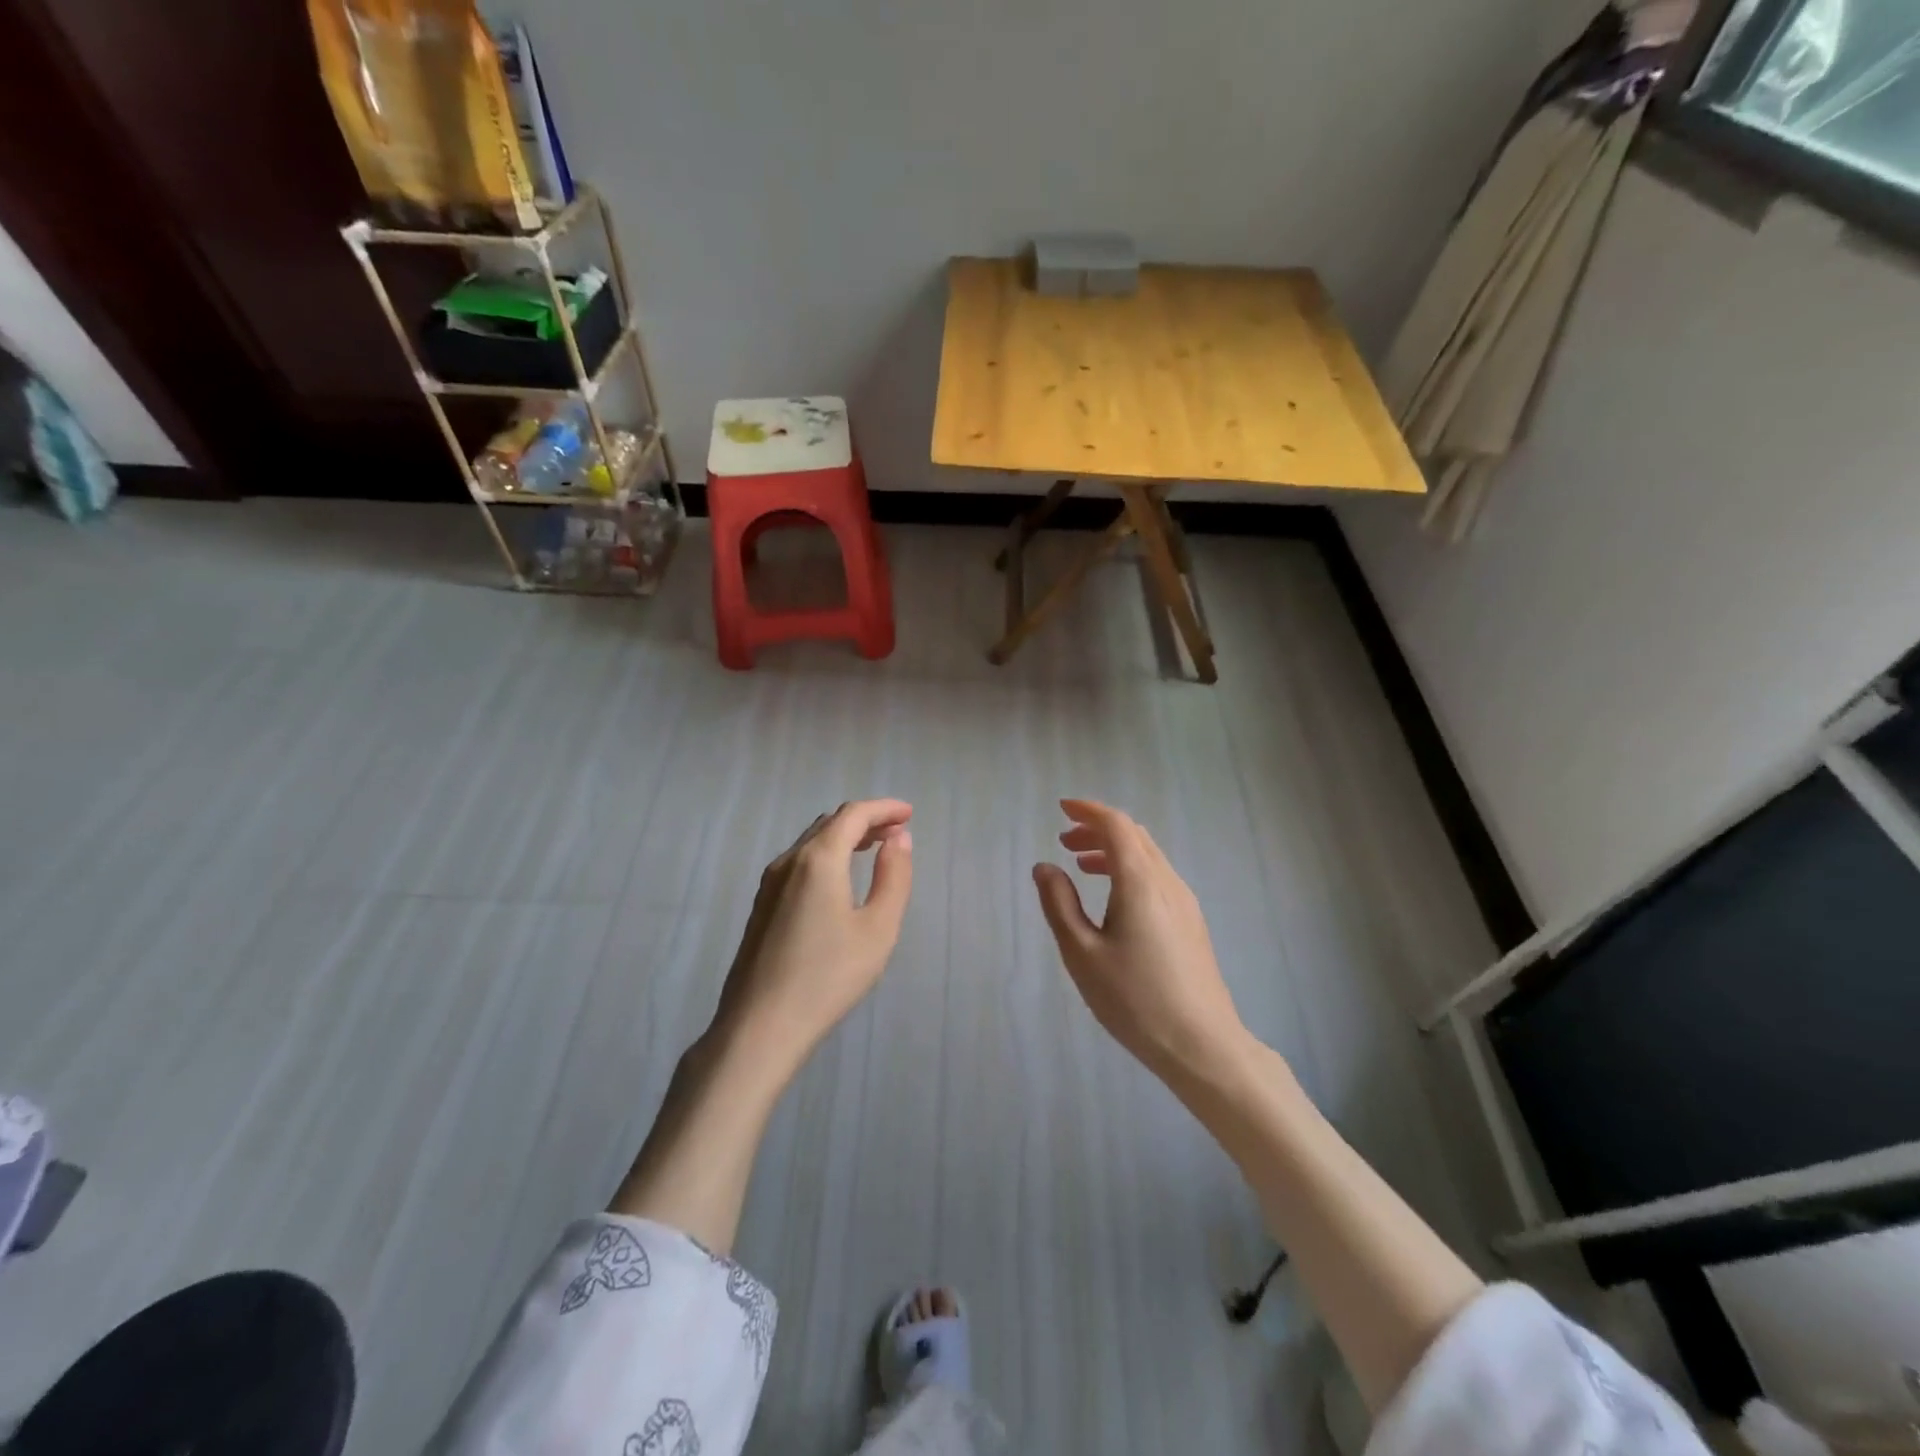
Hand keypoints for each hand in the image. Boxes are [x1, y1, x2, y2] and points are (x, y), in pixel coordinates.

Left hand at [712, 799, 913, 1073]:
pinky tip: (839, 879)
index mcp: (818, 859)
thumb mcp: (878, 929)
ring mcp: (769, 883)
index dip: (884, 808)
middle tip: (897, 832)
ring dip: (845, 837)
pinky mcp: (761, 906)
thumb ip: (894, 877)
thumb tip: (899, 839)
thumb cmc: (828, 978)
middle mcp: (789, 861)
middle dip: (866, 820)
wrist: (759, 1027)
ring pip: (811, 842)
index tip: (910, 814)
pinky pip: (799, 862)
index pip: (854, 815)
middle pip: (830, 823)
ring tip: (874, 849)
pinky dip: (826, 855)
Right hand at [1033, 799, 1245, 1083]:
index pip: (1116, 826)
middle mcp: (1167, 881)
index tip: (1061, 809)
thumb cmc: (1135, 1000)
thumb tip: (1045, 868)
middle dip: (1098, 829)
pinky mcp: (1191, 921)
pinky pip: (1157, 875)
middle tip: (1065, 841)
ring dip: (1114, 849)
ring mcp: (1185, 901)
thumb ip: (1059, 905)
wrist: (1202, 1045)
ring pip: (1148, 855)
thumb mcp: (1082, 954)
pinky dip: (1130, 868)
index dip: (1088, 811)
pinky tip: (1114, 897)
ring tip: (1082, 865)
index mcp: (1139, 882)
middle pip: (1134, 836)